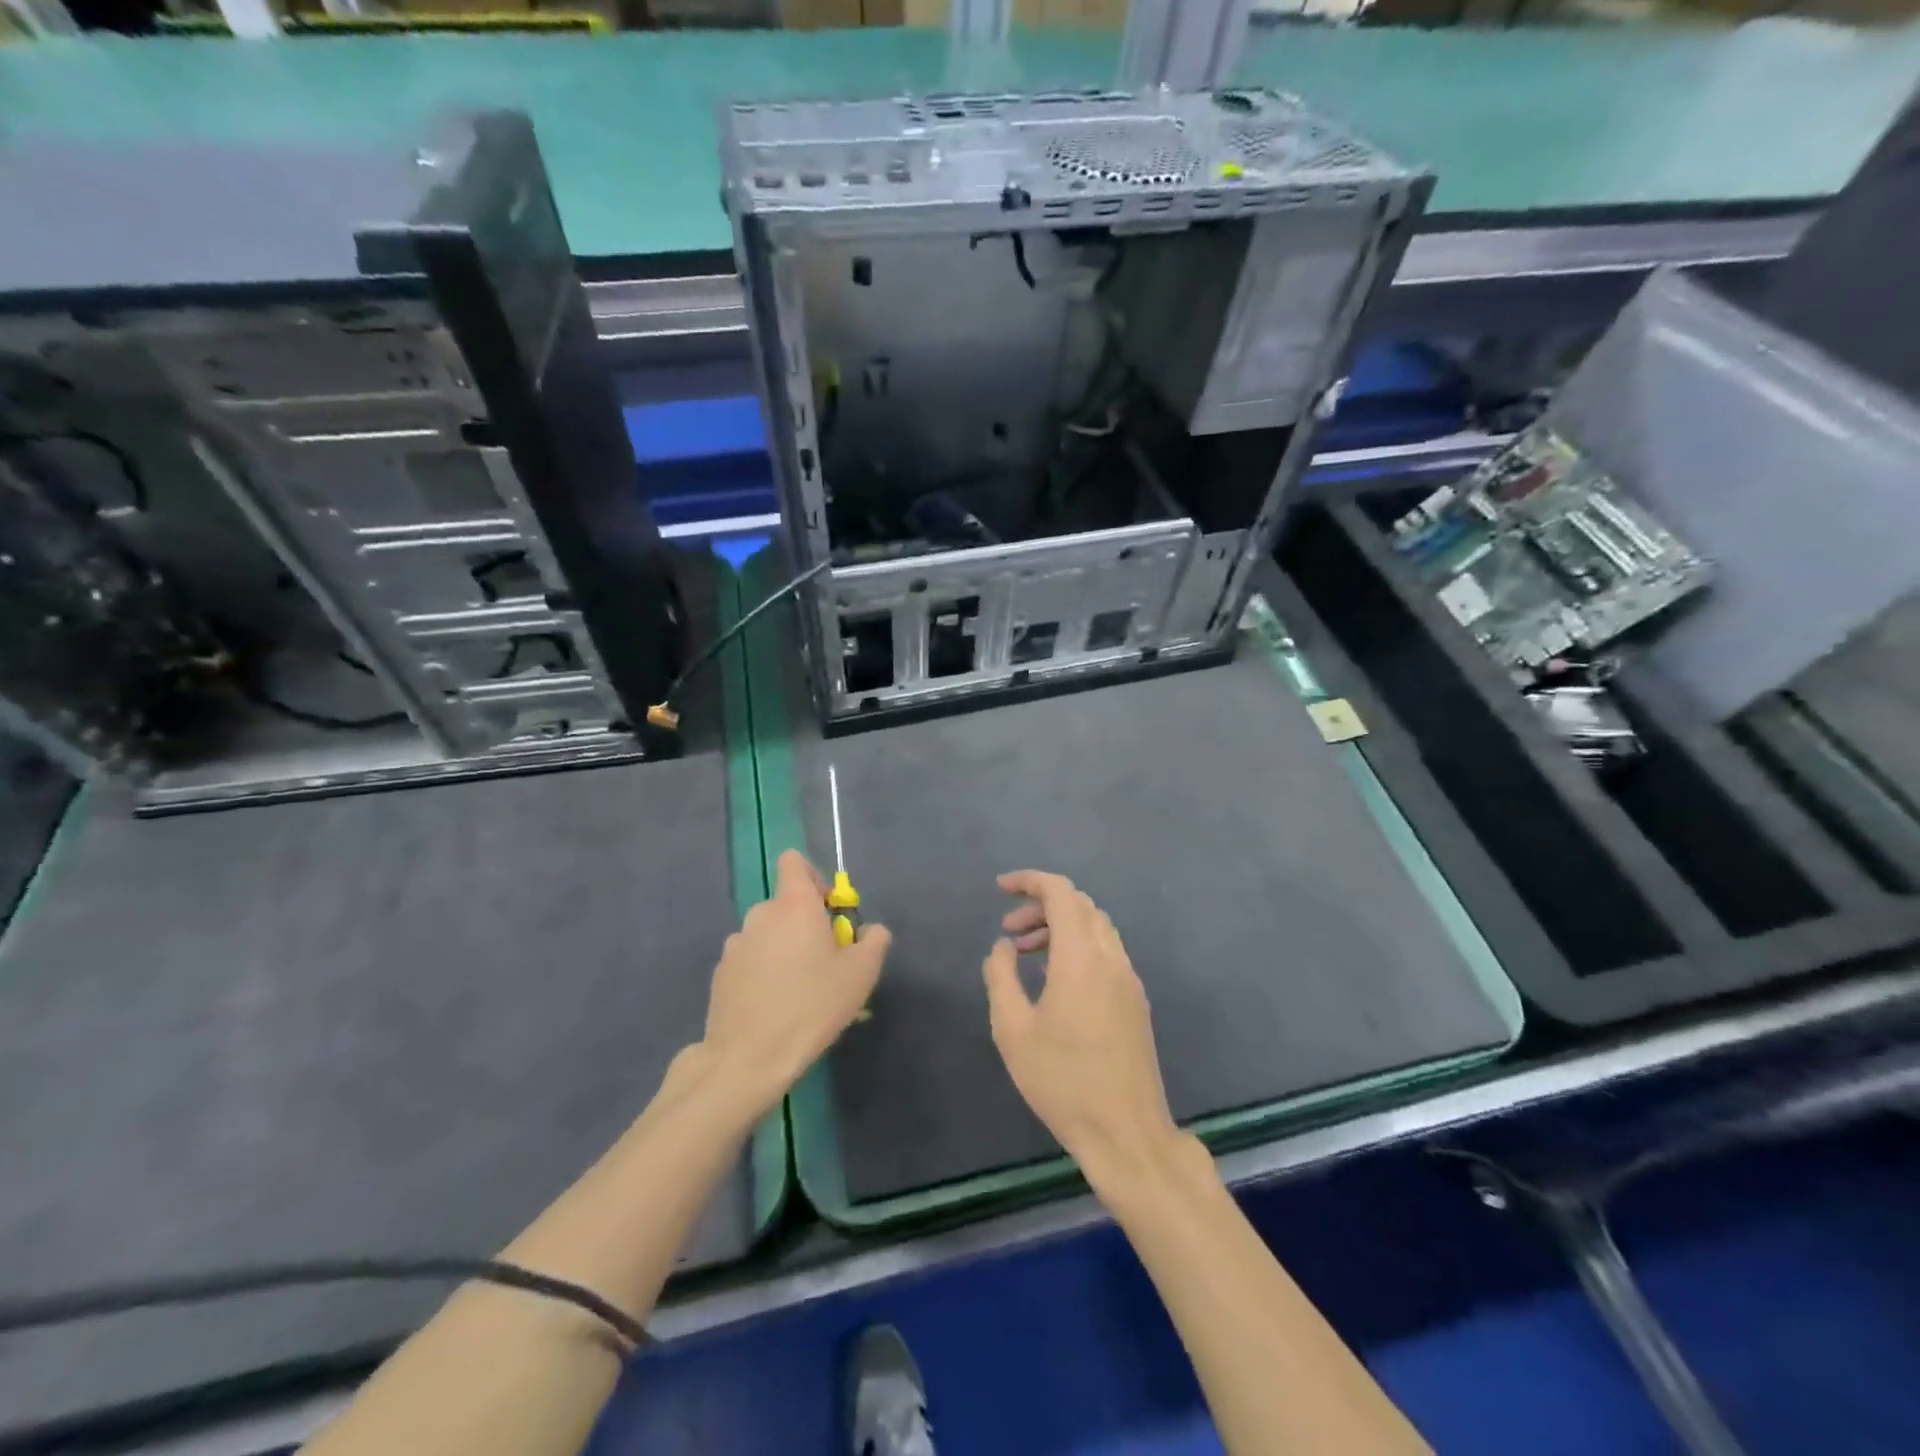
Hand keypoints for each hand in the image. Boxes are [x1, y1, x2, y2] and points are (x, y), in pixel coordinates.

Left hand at [700, 850, 890, 1118]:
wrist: (749, 1058)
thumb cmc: (813, 1006)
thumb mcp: (862, 974)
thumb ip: (873, 940)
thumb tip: (869, 930)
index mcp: (794, 905)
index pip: (793, 861)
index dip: (814, 878)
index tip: (829, 911)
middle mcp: (761, 915)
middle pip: (786, 904)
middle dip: (805, 925)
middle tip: (825, 963)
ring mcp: (736, 945)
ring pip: (768, 935)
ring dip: (784, 950)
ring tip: (799, 993)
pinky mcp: (721, 974)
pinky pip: (750, 961)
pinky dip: (763, 973)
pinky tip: (774, 1008)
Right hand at [983, 870, 1185, 1198]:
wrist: (1126, 1133)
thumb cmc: (1062, 1082)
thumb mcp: (1013, 1031)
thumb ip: (1001, 977)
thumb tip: (1003, 947)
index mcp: (1081, 958)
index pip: (1061, 893)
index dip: (1030, 881)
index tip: (1000, 888)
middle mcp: (1111, 958)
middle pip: (1080, 905)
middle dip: (1041, 905)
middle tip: (1009, 929)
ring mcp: (1129, 979)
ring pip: (1096, 927)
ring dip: (1060, 926)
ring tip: (1026, 952)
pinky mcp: (1136, 1000)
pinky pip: (1106, 951)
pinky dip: (1077, 946)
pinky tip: (1055, 978)